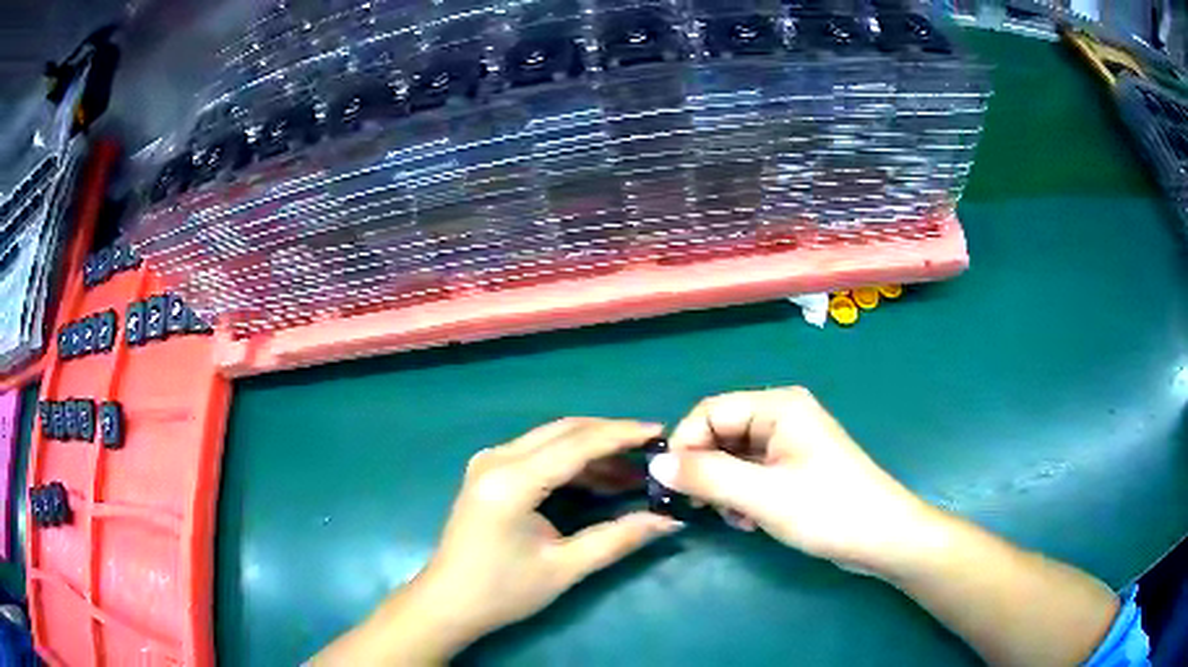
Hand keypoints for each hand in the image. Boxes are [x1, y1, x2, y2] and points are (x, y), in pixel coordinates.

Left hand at [317, 418, 681, 664]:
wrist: (448, 602)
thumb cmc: (502, 590)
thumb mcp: (564, 568)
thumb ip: (617, 539)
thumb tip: (668, 521)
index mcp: (511, 481)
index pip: (576, 444)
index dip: (621, 435)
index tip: (660, 431)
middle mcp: (497, 459)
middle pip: (564, 431)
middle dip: (610, 437)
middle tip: (651, 450)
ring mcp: (489, 463)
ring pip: (551, 440)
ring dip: (593, 451)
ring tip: (634, 473)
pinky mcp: (489, 473)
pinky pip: (538, 454)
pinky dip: (572, 463)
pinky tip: (600, 480)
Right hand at [648, 388, 935, 572]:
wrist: (881, 538)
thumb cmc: (827, 510)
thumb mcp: (763, 496)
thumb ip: (707, 477)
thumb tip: (656, 464)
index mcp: (778, 406)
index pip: (710, 411)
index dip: (685, 445)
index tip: (672, 485)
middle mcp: (782, 416)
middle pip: (721, 434)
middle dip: (707, 471)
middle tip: (704, 507)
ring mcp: (790, 443)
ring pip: (733, 458)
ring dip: (725, 488)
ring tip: (737, 518)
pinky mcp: (794, 468)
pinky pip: (751, 474)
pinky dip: (742, 496)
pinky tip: (751, 520)